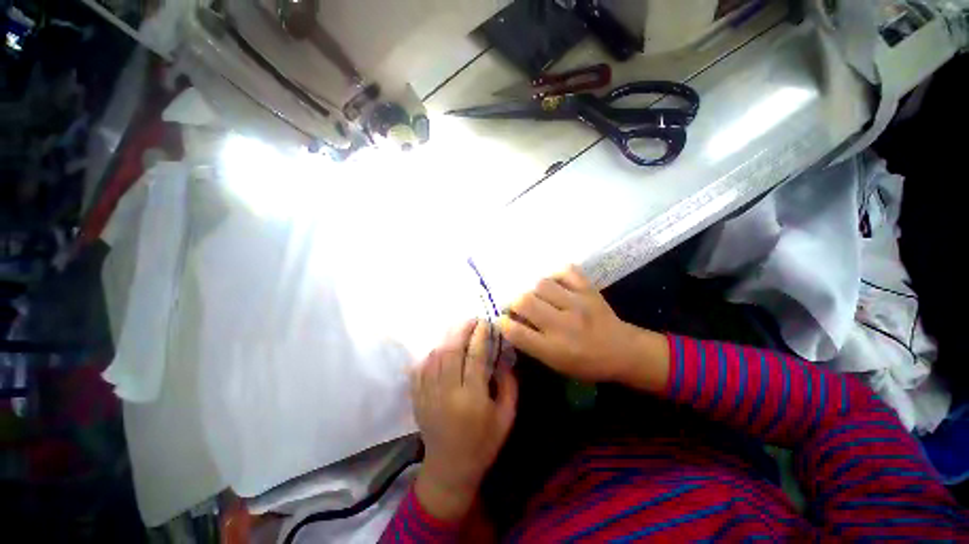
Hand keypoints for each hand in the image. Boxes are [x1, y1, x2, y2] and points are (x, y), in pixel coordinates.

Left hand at [411, 320, 517, 521]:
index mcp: (472, 399)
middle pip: (451, 351)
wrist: (450, 468)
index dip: (480, 336)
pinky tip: (440, 348)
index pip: (475, 357)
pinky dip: (430, 354)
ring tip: (458, 330)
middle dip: (461, 330)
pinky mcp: (417, 398)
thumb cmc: (483, 443)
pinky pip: (420, 368)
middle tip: (471, 320)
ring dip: (447, 339)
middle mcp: (447, 394)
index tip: (485, 323)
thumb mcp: (506, 418)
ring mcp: (428, 395)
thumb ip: (509, 386)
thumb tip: (504, 358)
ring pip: (435, 356)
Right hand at [499, 265, 668, 390]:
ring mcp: (578, 303)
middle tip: (519, 306)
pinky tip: (557, 285)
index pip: (516, 332)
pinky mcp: (589, 289)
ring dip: (535, 290)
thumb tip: (510, 322)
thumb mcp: (555, 363)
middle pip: (525, 301)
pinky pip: (566, 271)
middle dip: (515, 303)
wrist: (623, 350)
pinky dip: (557, 275)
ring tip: (540, 297)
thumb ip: (531, 343)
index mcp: (553, 349)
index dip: (503, 323)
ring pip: (542, 284)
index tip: (502, 319)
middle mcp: (563, 325)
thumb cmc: (586, 363)